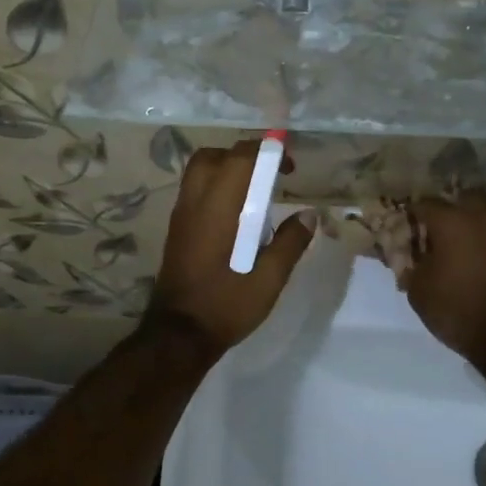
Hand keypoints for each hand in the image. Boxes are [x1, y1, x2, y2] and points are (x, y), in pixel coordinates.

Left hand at [145, 143, 315, 358]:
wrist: (179, 334)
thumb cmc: (226, 305)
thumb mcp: (269, 279)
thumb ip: (290, 242)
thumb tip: (308, 214)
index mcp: (219, 208)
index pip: (240, 158)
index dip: (266, 151)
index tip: (289, 167)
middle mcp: (195, 202)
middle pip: (214, 156)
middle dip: (245, 156)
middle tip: (270, 175)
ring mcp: (181, 214)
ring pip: (200, 170)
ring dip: (228, 168)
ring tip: (255, 191)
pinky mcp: (177, 228)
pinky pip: (194, 189)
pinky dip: (216, 185)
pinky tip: (236, 212)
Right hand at [397, 195, 485, 366]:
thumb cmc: (462, 313)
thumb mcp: (420, 293)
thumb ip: (411, 265)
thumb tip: (410, 255)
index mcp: (451, 220)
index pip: (424, 203)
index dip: (413, 214)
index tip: (409, 227)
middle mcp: (484, 213)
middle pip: (462, 198)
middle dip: (450, 209)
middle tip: (441, 231)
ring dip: (477, 217)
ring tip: (469, 239)